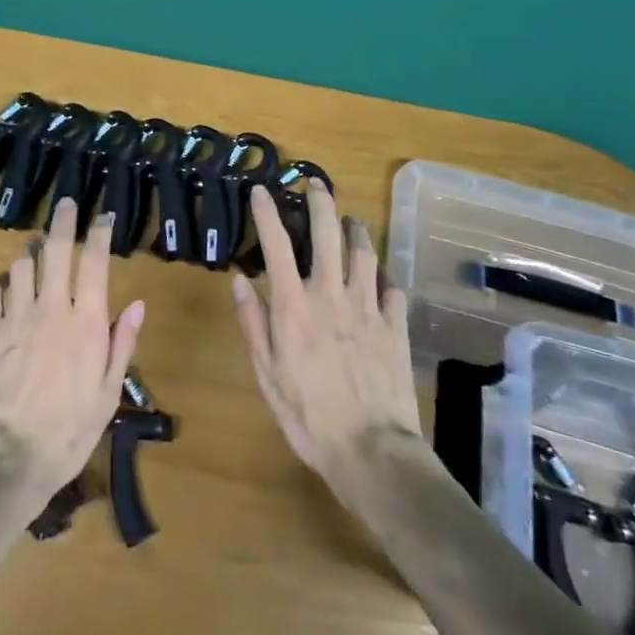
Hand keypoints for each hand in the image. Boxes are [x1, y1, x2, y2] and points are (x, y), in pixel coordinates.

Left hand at [0, 198, 144, 506]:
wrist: (7, 459)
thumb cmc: (68, 432)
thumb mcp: (107, 394)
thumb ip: (122, 343)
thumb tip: (138, 303)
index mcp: (86, 322)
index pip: (95, 262)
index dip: (100, 233)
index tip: (103, 216)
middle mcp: (51, 308)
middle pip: (56, 249)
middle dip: (63, 221)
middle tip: (65, 205)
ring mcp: (14, 316)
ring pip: (21, 265)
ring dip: (30, 254)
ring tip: (35, 252)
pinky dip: (1, 285)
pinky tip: (5, 291)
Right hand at [231, 184, 421, 491]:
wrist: (371, 450)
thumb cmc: (308, 416)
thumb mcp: (266, 374)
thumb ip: (253, 322)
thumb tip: (239, 279)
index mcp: (294, 305)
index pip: (276, 244)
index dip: (267, 212)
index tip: (261, 190)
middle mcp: (331, 294)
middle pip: (327, 233)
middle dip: (320, 202)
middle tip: (316, 184)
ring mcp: (368, 306)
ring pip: (364, 252)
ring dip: (356, 230)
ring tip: (351, 221)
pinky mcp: (395, 325)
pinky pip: (392, 287)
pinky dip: (384, 275)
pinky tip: (381, 275)